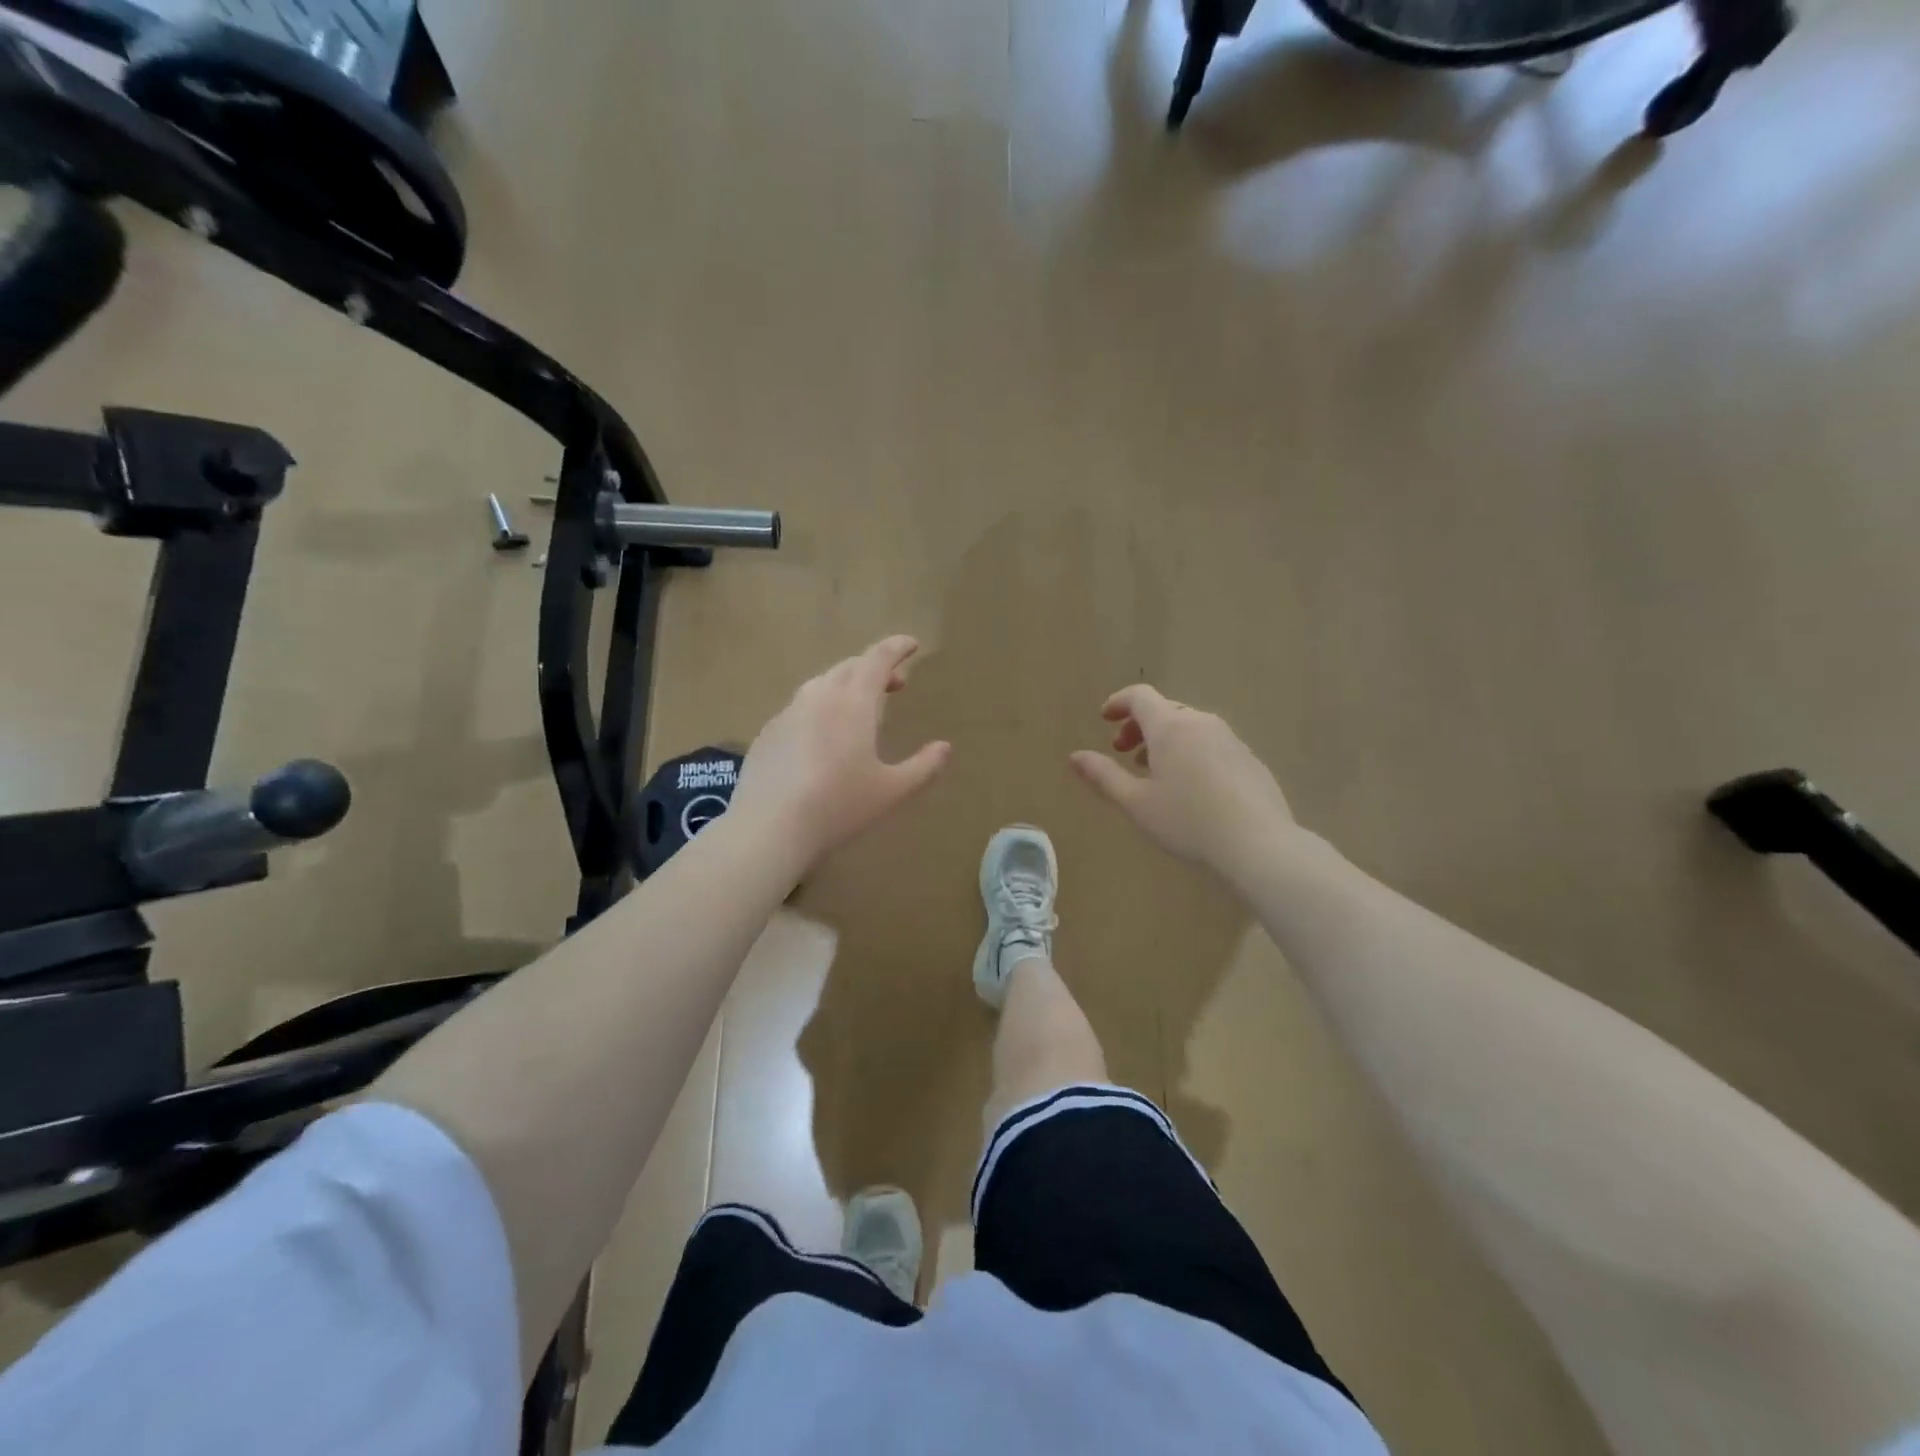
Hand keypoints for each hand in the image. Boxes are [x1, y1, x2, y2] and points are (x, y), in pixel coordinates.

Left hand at [732, 636, 950, 872]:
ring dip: (845, 686)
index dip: (896, 647)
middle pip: (849, 667)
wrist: (769, 827)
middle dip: (874, 668)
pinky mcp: (766, 734)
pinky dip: (819, 710)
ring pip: (820, 685)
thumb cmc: (839, 805)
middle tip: (894, 684)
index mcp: (852, 702)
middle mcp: (818, 697)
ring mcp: (787, 714)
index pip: (877, 659)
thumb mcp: (892, 791)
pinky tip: (821, 738)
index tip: (911, 644)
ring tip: (859, 709)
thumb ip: (923, 767)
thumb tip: (944, 748)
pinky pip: (799, 709)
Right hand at [1069, 685, 1294, 873]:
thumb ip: (1103, 775)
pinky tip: (1191, 788)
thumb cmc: (1187, 821)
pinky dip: (1191, 752)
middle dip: (1139, 726)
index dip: (1118, 702)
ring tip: (1155, 773)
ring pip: (1189, 727)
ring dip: (1165, 740)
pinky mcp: (1249, 759)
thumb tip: (1075, 756)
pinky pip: (1211, 743)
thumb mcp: (1136, 803)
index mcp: (1170, 727)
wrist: (1258, 843)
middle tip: (1123, 752)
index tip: (1104, 719)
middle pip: (1164, 710)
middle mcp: (1201, 723)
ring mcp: (1230, 739)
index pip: (1140, 696)